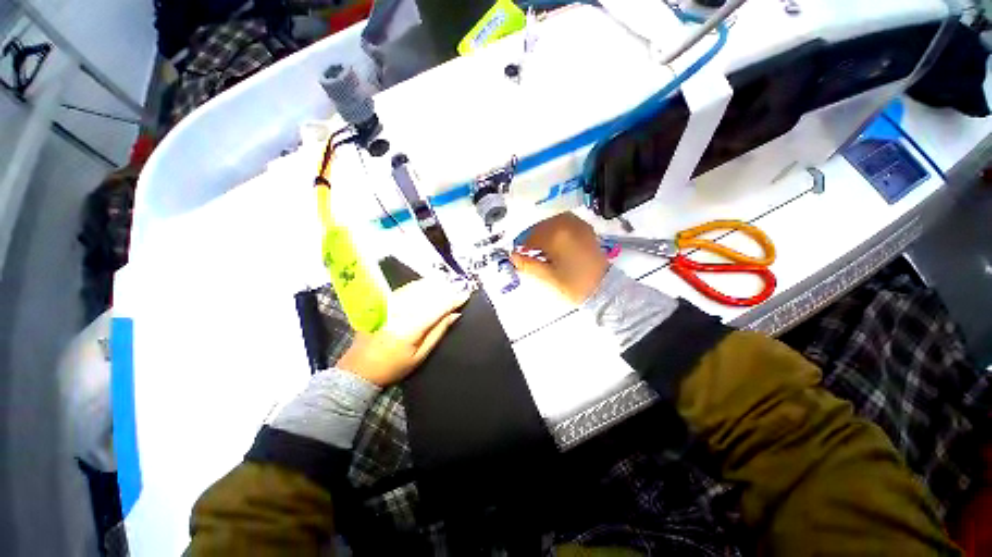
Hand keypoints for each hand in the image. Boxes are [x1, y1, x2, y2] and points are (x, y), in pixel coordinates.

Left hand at [337, 279, 469, 385]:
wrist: (359, 368)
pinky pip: (407, 288)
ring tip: (450, 283)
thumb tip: (455, 315)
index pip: (438, 307)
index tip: (467, 295)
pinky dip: (421, 285)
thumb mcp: (420, 355)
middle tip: (461, 287)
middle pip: (429, 294)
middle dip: (447, 289)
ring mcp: (390, 305)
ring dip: (436, 284)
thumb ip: (438, 332)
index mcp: (411, 328)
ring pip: (418, 288)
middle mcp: (401, 311)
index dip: (454, 299)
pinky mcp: (384, 302)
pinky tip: (430, 284)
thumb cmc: (393, 366)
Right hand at [511, 213, 608, 303]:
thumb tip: (512, 256)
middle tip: (532, 257)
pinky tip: (556, 245)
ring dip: (543, 235)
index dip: (522, 248)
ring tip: (544, 252)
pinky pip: (563, 223)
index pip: (530, 236)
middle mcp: (567, 223)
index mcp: (556, 235)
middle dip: (533, 241)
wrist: (604, 288)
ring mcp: (578, 224)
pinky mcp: (585, 228)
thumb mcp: (548, 277)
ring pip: (551, 224)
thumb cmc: (574, 285)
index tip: (520, 258)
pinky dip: (555, 231)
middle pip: (540, 228)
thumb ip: (528, 264)